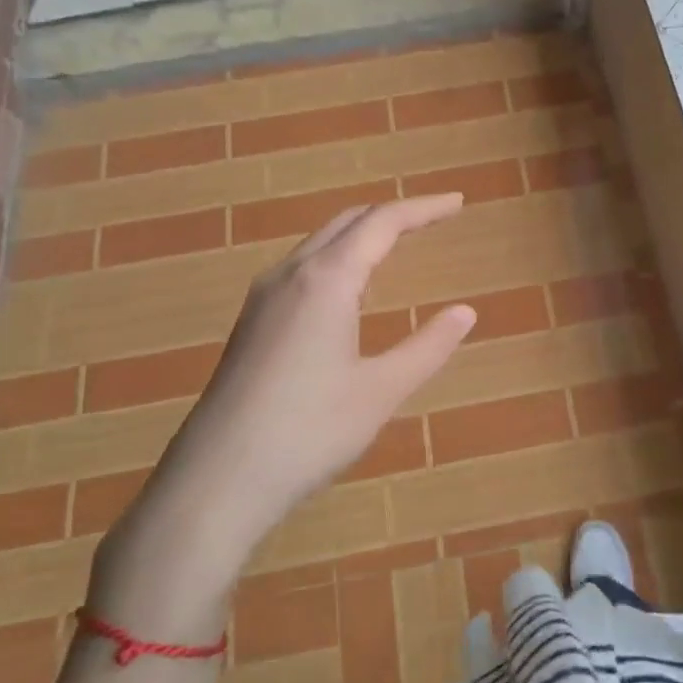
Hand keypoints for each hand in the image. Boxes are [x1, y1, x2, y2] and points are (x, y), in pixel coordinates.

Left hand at [91, 196, 475, 635]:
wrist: (217, 479)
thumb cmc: (309, 432)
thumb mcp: (382, 391)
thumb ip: (428, 346)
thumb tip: (465, 312)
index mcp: (327, 281)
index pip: (382, 223)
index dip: (423, 209)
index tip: (458, 203)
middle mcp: (291, 276)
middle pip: (347, 222)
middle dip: (393, 214)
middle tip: (434, 218)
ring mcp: (263, 299)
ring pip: (319, 244)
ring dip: (362, 235)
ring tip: (398, 247)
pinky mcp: (251, 324)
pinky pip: (302, 270)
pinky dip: (337, 260)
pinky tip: (349, 293)